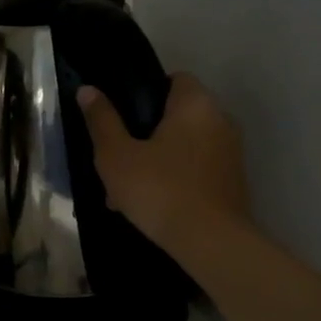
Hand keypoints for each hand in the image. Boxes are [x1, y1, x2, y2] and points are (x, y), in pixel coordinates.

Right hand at [77, 73, 251, 252]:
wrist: (210, 241)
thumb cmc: (159, 189)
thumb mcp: (116, 155)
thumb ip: (102, 120)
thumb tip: (87, 90)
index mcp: (195, 104)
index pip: (175, 78)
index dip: (146, 92)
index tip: (122, 116)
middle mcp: (220, 120)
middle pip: (178, 114)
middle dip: (147, 132)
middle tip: (117, 156)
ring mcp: (231, 152)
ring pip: (185, 145)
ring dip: (158, 158)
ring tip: (127, 188)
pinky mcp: (233, 181)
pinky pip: (196, 168)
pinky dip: (176, 177)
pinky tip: (151, 203)